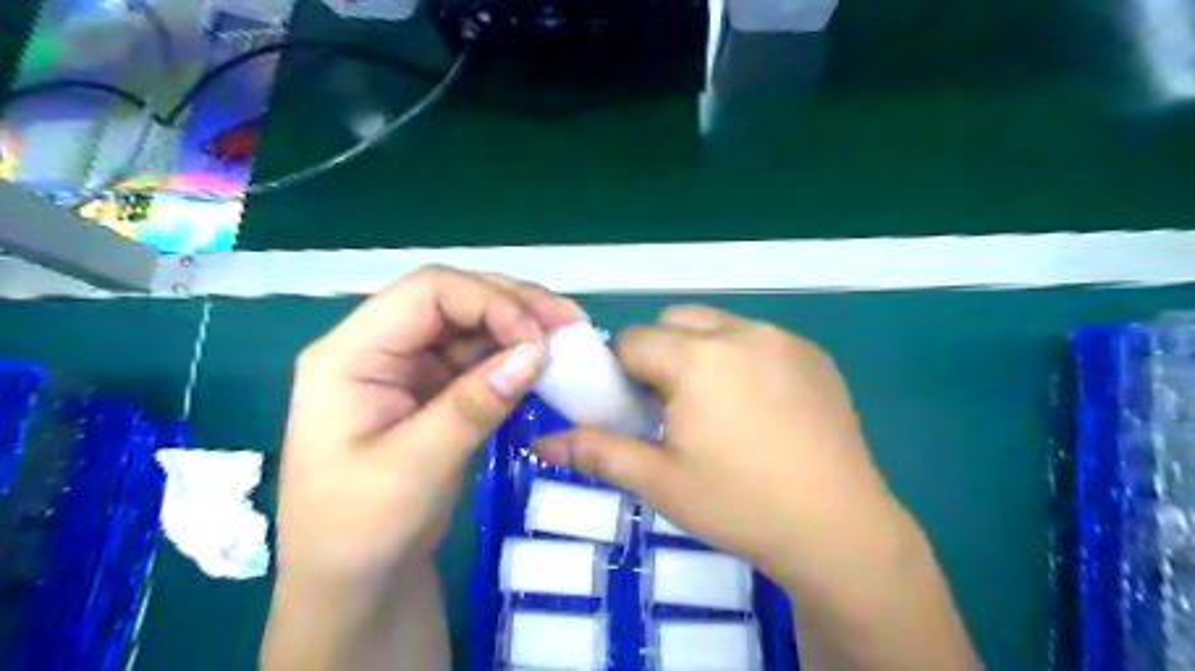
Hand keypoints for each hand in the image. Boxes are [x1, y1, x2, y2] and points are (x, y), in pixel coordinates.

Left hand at [276, 265, 582, 580]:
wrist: (353, 581)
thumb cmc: (361, 531)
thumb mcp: (414, 469)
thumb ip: (472, 405)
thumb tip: (535, 352)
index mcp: (350, 355)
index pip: (426, 293)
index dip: (488, 301)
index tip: (537, 338)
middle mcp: (378, 347)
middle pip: (451, 298)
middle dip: (512, 304)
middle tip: (569, 322)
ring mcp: (406, 367)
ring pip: (470, 323)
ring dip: (519, 325)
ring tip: (567, 336)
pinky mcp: (431, 388)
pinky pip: (478, 356)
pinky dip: (513, 355)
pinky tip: (544, 362)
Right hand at [533, 303, 896, 587]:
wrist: (838, 529)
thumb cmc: (738, 504)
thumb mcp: (659, 481)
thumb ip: (596, 452)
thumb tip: (540, 443)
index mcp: (697, 358)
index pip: (633, 340)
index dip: (621, 371)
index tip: (633, 407)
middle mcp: (740, 332)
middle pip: (675, 321)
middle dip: (659, 352)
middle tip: (669, 405)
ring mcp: (783, 339)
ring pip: (718, 325)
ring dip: (700, 351)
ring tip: (715, 406)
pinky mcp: (814, 355)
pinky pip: (759, 338)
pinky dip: (741, 357)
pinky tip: (758, 407)